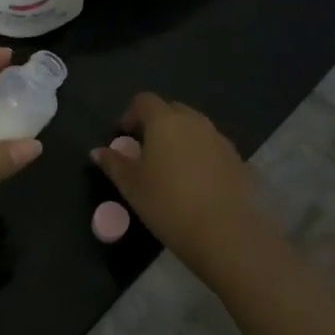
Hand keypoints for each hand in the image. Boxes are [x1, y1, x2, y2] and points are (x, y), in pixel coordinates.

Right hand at [92, 93, 273, 280]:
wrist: (226, 232)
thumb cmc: (168, 204)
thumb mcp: (132, 186)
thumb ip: (114, 164)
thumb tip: (97, 151)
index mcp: (165, 121)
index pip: (145, 101)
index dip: (131, 114)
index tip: (124, 136)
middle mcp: (195, 122)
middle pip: (172, 110)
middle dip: (157, 124)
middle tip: (146, 151)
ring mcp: (220, 139)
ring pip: (195, 129)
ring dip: (181, 139)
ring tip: (171, 170)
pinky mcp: (238, 160)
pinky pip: (213, 148)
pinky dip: (201, 156)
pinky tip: (196, 184)